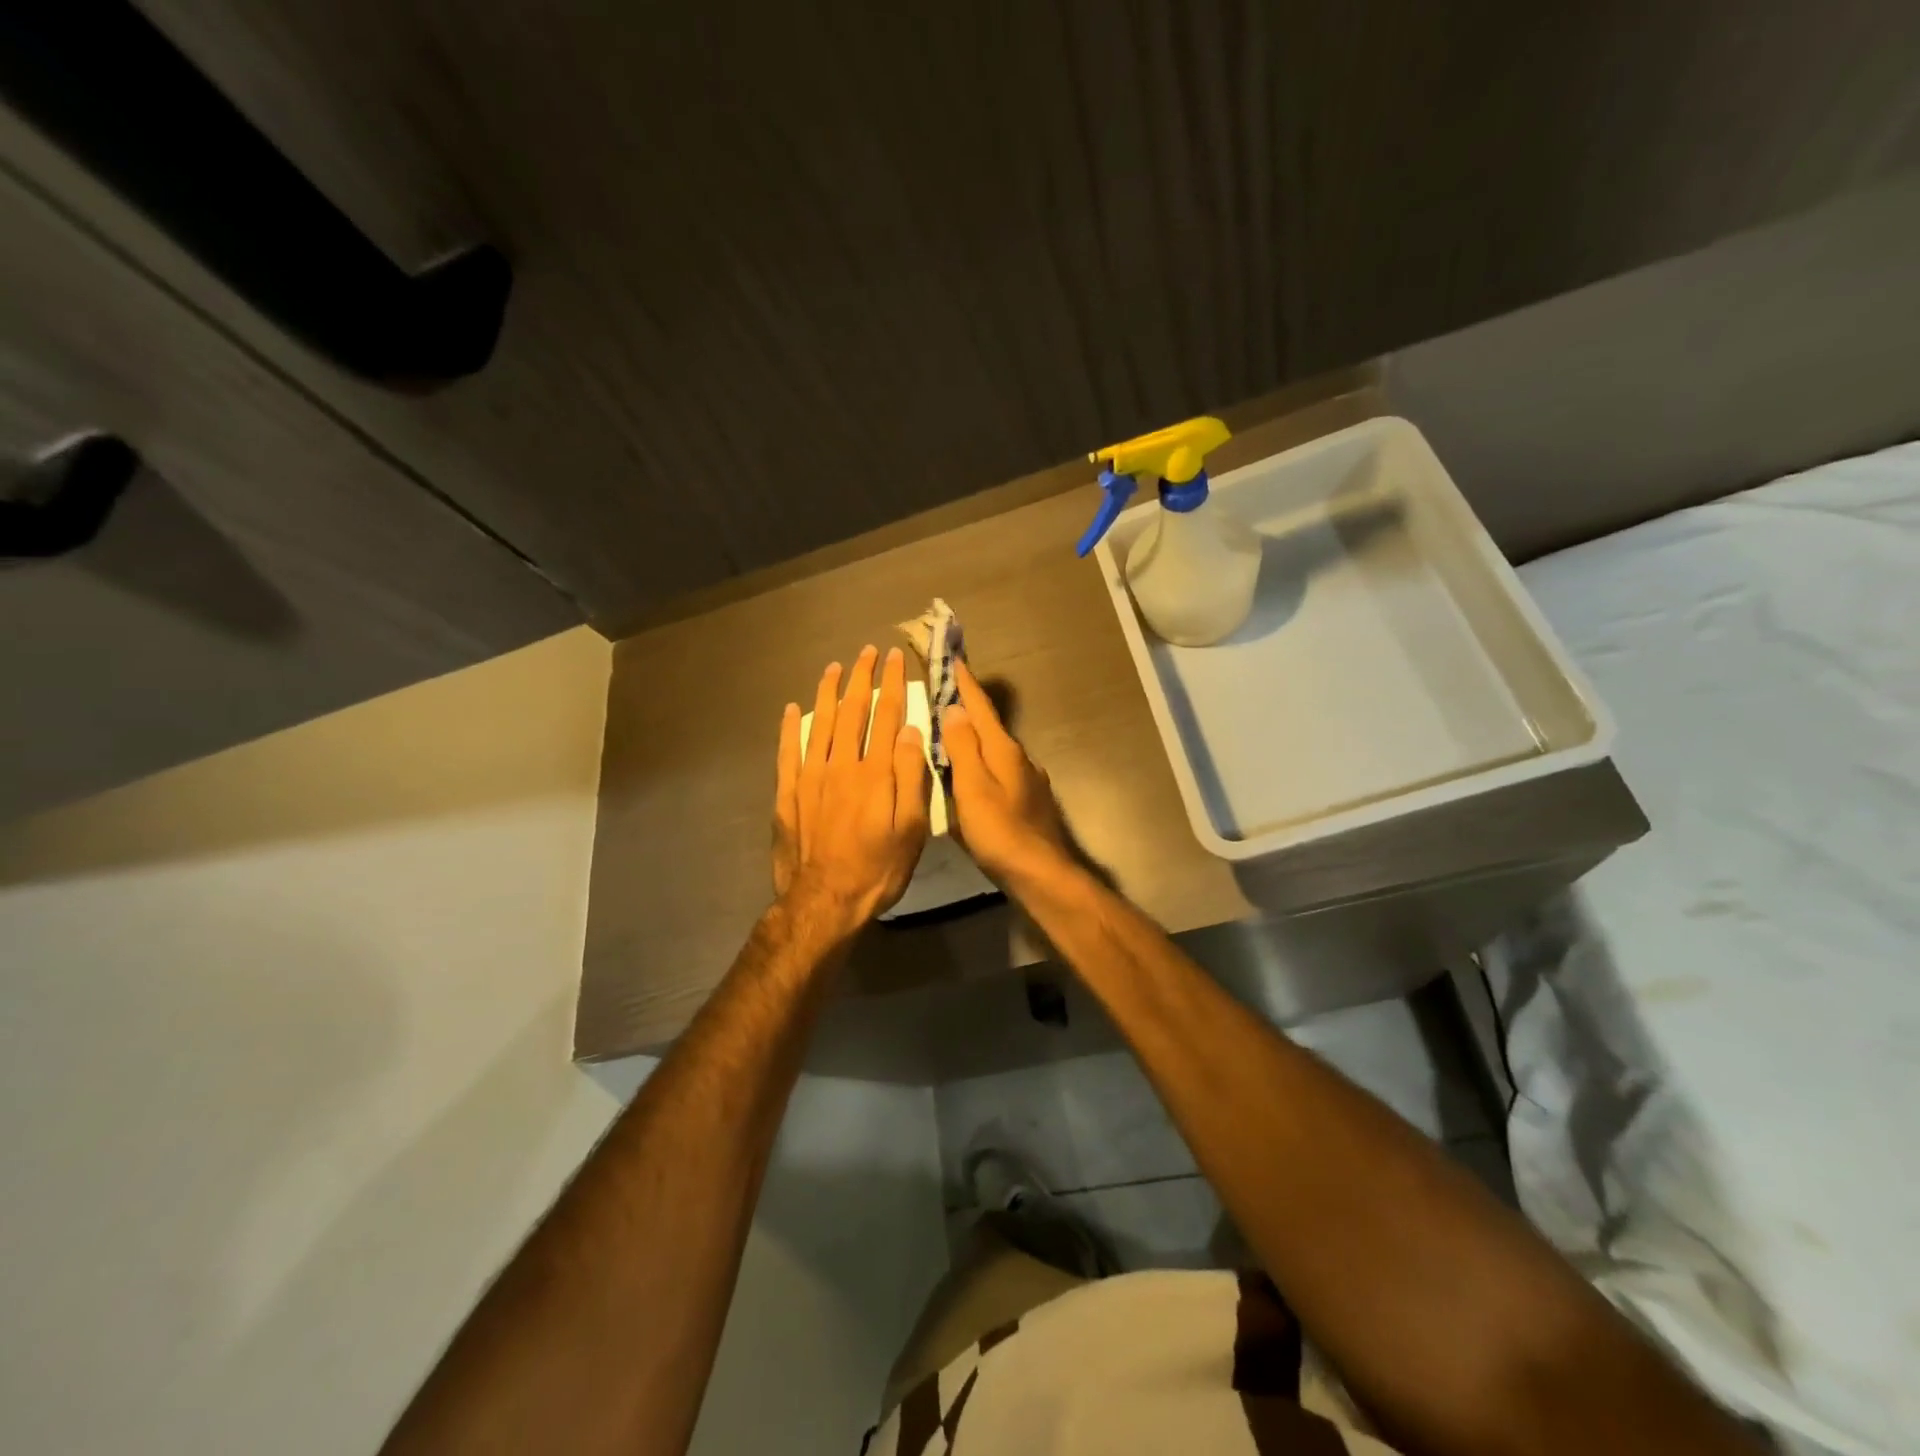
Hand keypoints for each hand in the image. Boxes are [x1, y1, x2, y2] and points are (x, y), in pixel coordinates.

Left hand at [773, 645, 930, 930]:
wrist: (824, 901)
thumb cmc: (878, 868)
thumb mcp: (910, 828)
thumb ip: (911, 777)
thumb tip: (911, 731)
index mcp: (875, 772)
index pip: (886, 716)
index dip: (892, 684)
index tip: (894, 658)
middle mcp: (842, 765)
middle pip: (852, 711)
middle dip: (861, 678)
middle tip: (866, 652)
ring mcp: (811, 777)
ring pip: (820, 723)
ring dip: (827, 692)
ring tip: (833, 667)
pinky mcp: (788, 793)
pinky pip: (787, 751)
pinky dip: (790, 728)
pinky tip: (793, 709)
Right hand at [942, 660, 1076, 889]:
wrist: (1042, 874)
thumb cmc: (1000, 832)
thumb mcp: (973, 788)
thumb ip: (963, 747)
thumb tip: (954, 708)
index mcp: (1003, 750)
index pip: (980, 707)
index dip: (964, 684)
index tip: (953, 658)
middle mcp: (1019, 758)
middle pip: (989, 726)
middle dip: (967, 709)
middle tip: (944, 694)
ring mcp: (1027, 780)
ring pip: (994, 749)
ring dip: (974, 736)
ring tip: (951, 732)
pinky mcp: (1028, 801)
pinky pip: (999, 771)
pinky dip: (981, 763)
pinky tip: (972, 776)